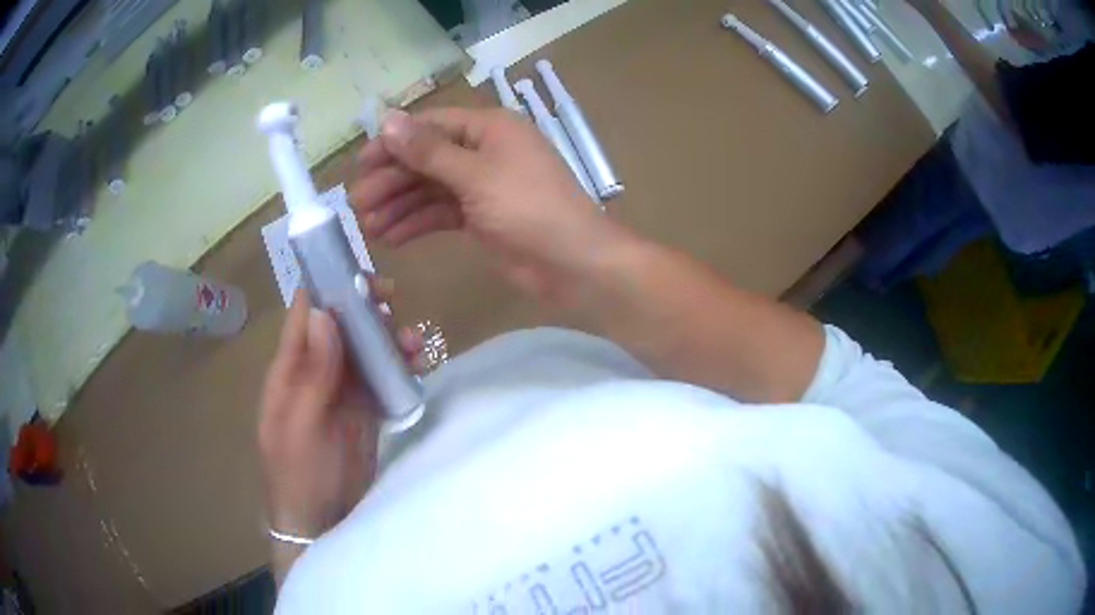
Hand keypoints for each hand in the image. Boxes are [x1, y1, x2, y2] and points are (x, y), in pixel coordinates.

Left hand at [258, 282, 421, 542]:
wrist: (320, 522)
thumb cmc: (299, 475)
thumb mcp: (300, 426)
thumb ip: (312, 372)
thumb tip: (321, 311)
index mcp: (290, 369)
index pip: (305, 313)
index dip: (329, 288)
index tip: (360, 277)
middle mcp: (316, 370)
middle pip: (341, 324)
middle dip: (368, 309)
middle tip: (394, 304)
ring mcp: (342, 390)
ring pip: (367, 347)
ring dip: (390, 337)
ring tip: (415, 343)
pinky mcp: (365, 409)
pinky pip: (384, 376)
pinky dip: (401, 365)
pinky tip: (419, 364)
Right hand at [350, 107, 626, 305]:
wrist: (573, 263)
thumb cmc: (528, 208)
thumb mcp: (475, 175)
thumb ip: (428, 151)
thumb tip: (388, 120)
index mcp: (489, 128)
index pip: (431, 126)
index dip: (393, 142)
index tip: (360, 164)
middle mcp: (484, 151)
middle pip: (427, 159)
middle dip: (392, 181)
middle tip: (358, 205)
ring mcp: (483, 185)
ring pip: (431, 189)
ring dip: (400, 206)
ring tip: (369, 228)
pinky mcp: (482, 217)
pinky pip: (442, 213)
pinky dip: (418, 224)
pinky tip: (391, 238)